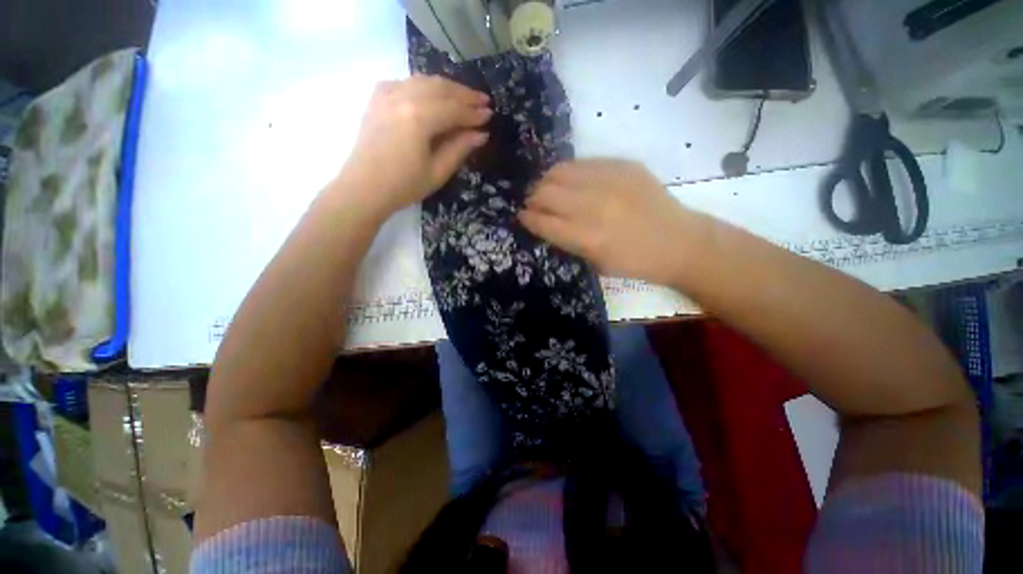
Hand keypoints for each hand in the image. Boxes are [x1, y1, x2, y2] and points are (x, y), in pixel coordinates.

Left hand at [339, 76, 491, 215]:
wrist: (364, 189)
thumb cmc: (403, 186)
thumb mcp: (437, 172)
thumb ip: (459, 149)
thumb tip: (481, 134)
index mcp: (419, 117)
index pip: (453, 109)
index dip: (473, 112)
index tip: (490, 115)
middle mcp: (403, 97)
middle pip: (440, 88)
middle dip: (464, 94)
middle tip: (483, 101)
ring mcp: (387, 94)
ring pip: (423, 81)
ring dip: (446, 87)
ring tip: (463, 97)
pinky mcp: (377, 98)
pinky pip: (405, 83)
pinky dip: (423, 86)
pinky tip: (431, 95)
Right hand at [519, 159, 705, 285]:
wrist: (680, 243)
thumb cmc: (635, 263)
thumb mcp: (596, 264)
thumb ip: (567, 242)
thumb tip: (545, 223)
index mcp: (587, 237)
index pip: (543, 221)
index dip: (527, 218)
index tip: (522, 216)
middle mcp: (594, 206)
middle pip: (546, 192)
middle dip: (533, 199)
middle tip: (534, 204)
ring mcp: (610, 181)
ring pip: (560, 171)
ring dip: (547, 181)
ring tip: (549, 189)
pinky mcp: (624, 165)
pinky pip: (584, 163)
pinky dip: (570, 173)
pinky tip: (573, 182)